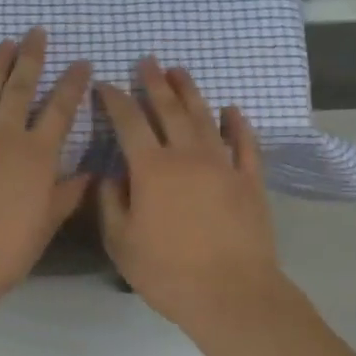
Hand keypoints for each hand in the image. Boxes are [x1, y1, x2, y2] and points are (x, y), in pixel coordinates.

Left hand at [0, 28, 91, 318]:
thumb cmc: (9, 247)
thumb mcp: (47, 222)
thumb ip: (67, 194)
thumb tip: (88, 173)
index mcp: (38, 154)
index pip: (61, 111)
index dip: (72, 85)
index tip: (81, 62)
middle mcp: (6, 137)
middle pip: (22, 90)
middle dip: (31, 59)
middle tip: (36, 32)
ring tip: (4, 43)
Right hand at [96, 59, 282, 328]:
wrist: (231, 293)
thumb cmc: (167, 271)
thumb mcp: (121, 242)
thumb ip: (110, 203)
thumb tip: (110, 176)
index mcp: (152, 168)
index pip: (129, 122)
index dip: (115, 100)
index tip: (105, 84)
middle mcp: (187, 155)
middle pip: (169, 109)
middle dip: (154, 83)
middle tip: (146, 61)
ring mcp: (224, 165)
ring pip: (205, 118)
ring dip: (191, 93)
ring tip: (180, 72)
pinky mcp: (250, 180)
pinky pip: (245, 144)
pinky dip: (238, 124)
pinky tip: (232, 110)